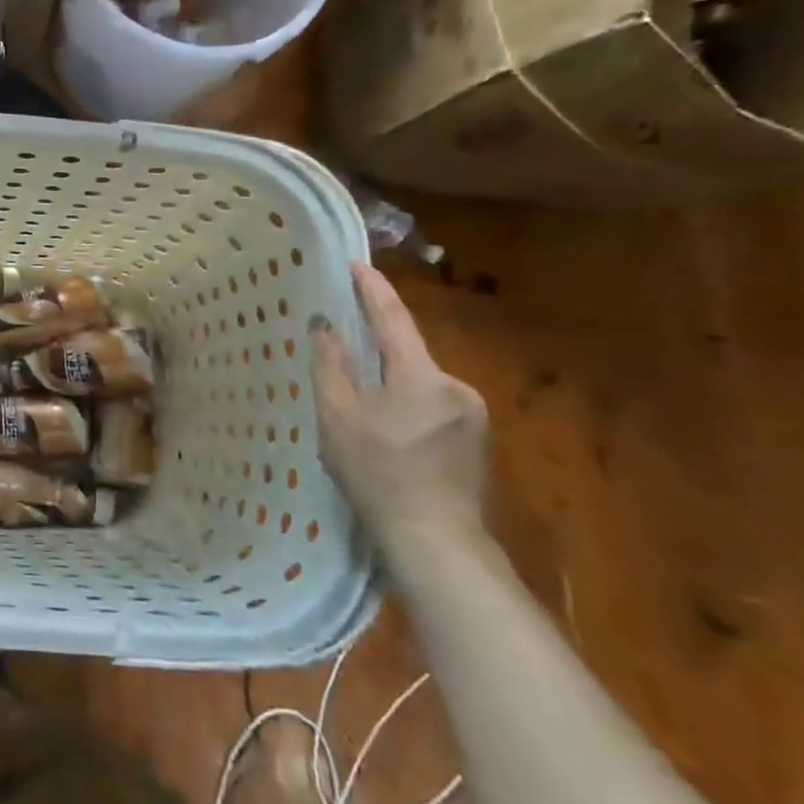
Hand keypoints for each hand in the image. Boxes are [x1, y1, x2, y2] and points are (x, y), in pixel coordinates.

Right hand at [310, 261, 488, 558]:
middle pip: (408, 353)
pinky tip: (390, 431)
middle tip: (343, 349)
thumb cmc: (378, 473)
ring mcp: (473, 414)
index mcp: (421, 375)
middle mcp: (456, 385)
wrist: (436, 540)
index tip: (357, 264)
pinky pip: (434, 404)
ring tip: (362, 403)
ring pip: (421, 381)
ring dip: (392, 381)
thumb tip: (325, 328)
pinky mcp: (478, 439)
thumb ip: (330, 366)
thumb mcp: (338, 417)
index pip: (393, 318)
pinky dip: (408, 404)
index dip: (372, 289)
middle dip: (377, 347)